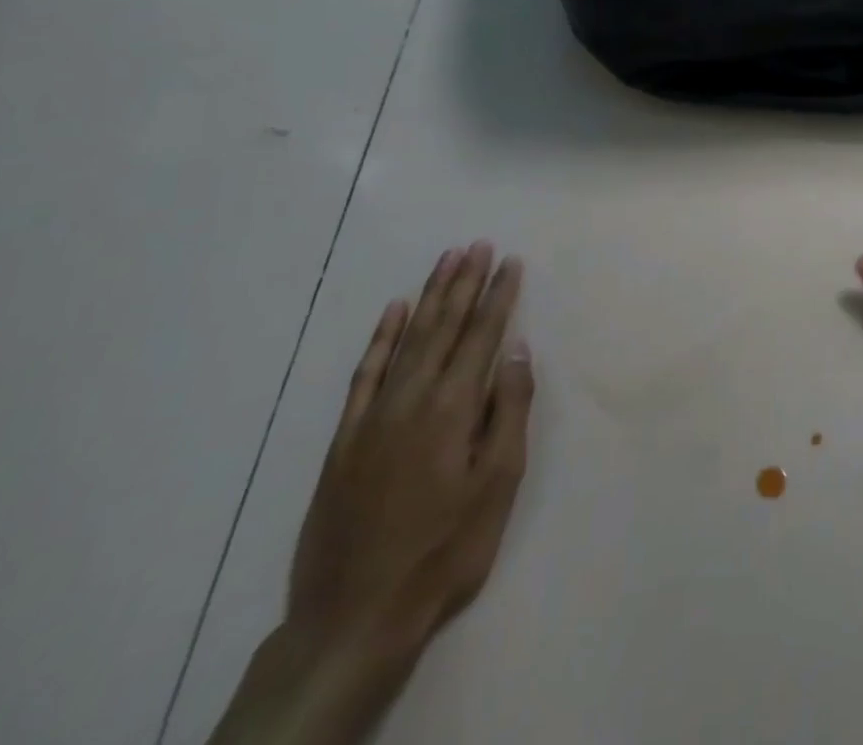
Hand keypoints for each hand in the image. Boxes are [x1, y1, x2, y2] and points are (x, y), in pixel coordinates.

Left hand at [287, 242, 534, 668]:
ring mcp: (374, 416)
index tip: (511, 261)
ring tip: (447, 261)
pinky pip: (366, 374)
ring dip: (429, 297)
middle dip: (465, 282)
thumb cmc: (444, 550)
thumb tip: (517, 350)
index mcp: (454, 407)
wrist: (353, 618)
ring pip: (407, 339)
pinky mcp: (345, 439)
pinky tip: (393, 312)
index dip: (499, 296)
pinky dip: (381, 338)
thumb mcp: (497, 484)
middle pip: (443, 326)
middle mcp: (413, 398)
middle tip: (478, 245)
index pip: (483, 335)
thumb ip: (509, 410)